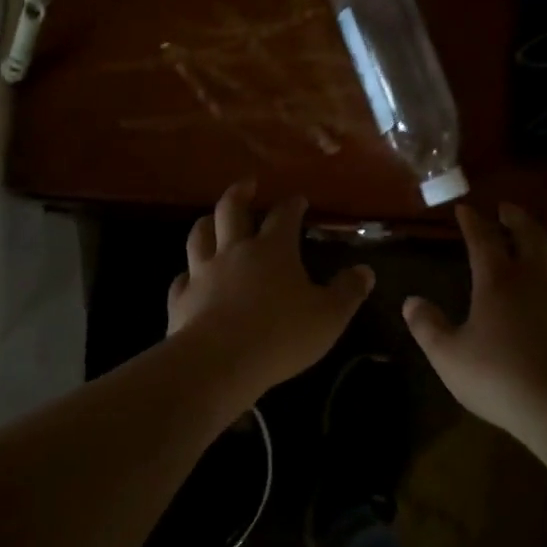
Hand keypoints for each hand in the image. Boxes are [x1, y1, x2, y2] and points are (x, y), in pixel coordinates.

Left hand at [168, 182, 374, 396]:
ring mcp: (203, 273)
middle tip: (247, 184)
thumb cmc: (282, 335)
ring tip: (211, 218)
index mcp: (273, 250)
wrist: (219, 362)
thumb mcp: (329, 316)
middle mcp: (234, 252)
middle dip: (241, 193)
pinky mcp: (181, 299)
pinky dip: (188, 273)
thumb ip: (348, 291)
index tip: (299, 199)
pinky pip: (182, 278)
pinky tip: (190, 277)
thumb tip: (365, 271)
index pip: (284, 216)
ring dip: (207, 223)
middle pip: (232, 211)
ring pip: (200, 236)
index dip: (292, 204)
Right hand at [403, 204, 546, 438]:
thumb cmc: (498, 376)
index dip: (473, 222)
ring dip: (542, 239)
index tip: (465, 208)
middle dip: (516, 218)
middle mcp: (533, 281)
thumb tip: (411, 301)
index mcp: (498, 281)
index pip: (484, 239)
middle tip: (506, 209)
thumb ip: (428, 326)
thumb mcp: (448, 355)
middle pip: (529, 236)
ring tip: (535, 236)